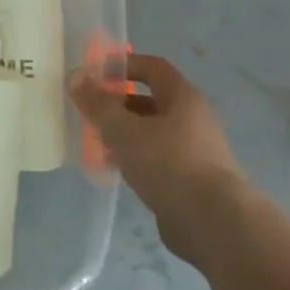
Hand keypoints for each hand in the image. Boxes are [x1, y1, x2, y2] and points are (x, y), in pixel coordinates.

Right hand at [69, 53, 245, 266]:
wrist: (215, 224)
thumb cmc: (169, 164)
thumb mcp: (124, 130)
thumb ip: (97, 103)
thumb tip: (74, 75)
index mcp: (183, 98)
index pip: (152, 67)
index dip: (123, 65)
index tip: (94, 74)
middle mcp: (193, 120)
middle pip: (150, 100)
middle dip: (117, 103)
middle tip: (88, 111)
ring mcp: (194, 151)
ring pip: (151, 132)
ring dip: (123, 133)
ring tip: (95, 142)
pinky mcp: (190, 180)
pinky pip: (156, 159)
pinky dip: (134, 158)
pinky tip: (114, 169)